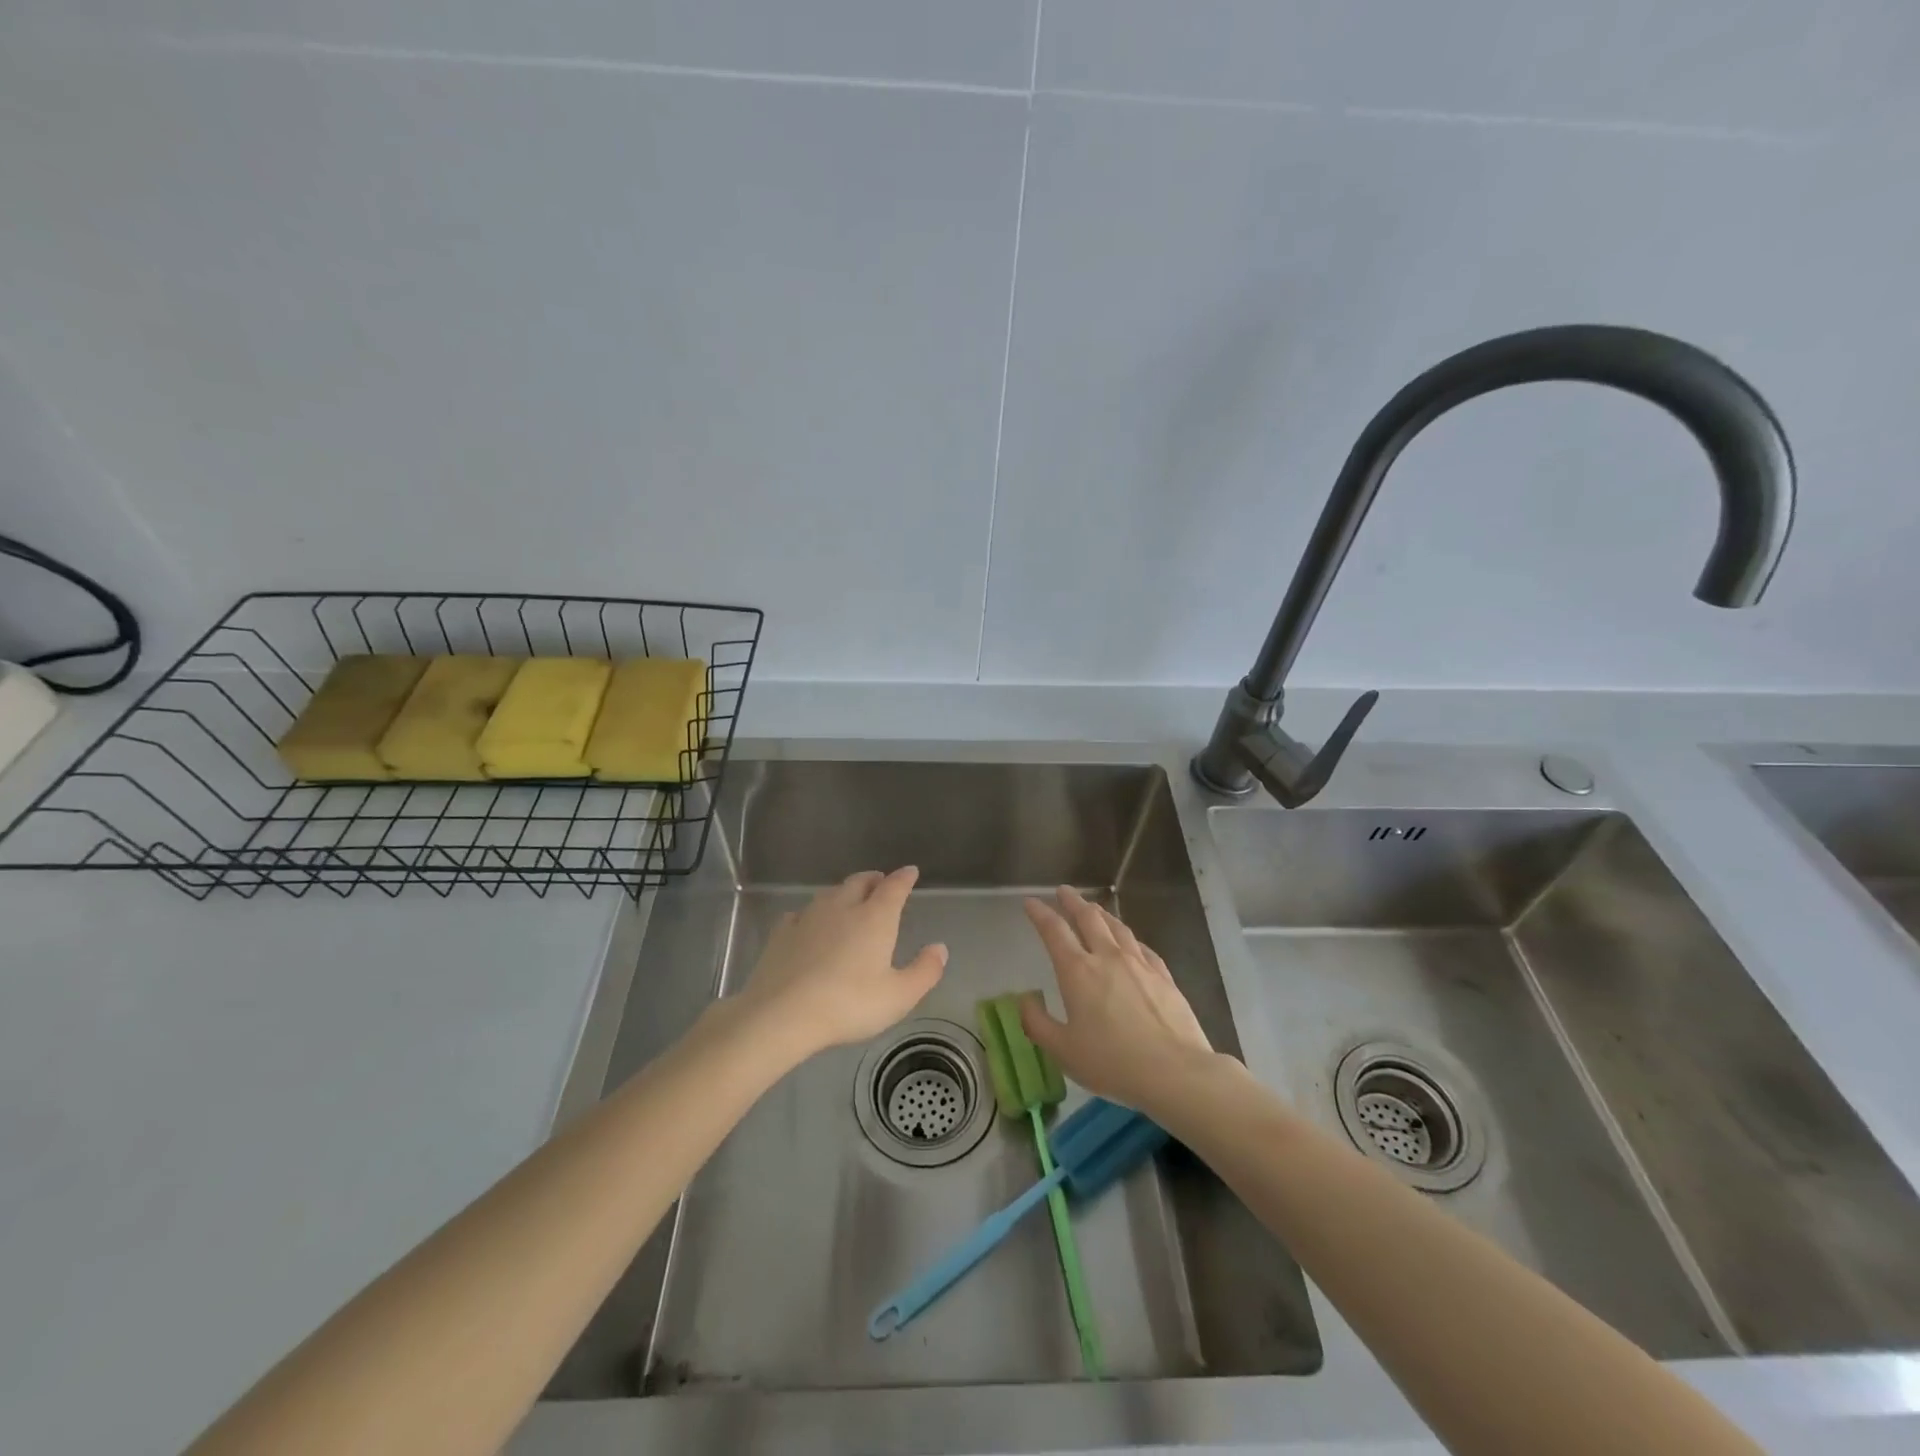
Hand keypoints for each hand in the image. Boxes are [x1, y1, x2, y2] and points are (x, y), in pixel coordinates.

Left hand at [735, 867, 947, 1058]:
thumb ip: (924, 971)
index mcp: (875, 918)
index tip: (910, 871)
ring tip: (848, 899)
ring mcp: (808, 917)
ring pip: (829, 894)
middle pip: (859, 882)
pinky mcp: (781, 933)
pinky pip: (800, 914)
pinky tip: (807, 924)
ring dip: (843, 892)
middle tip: (879, 881)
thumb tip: (940, 948)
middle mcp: (842, 907)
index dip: (903, 878)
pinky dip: (811, 915)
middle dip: (873, 879)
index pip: (894, 887)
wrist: (783, 1014)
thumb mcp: (899, 996)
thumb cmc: (849, 1004)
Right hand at [1021, 885, 1214, 1115]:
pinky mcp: (1163, 976)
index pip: (1054, 931)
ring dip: (1101, 913)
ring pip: (1117, 927)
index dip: (1040, 914)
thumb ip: (1037, 1023)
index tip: (1031, 902)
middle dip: (1073, 902)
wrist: (1175, 1071)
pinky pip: (1141, 947)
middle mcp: (1107, 957)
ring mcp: (1139, 964)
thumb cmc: (1112, 1062)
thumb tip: (1025, 1000)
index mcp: (1078, 971)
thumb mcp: (1063, 1050)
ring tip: (1094, 908)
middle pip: (1088, 918)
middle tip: (1064, 891)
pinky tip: (1130, 942)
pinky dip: (1128, 938)